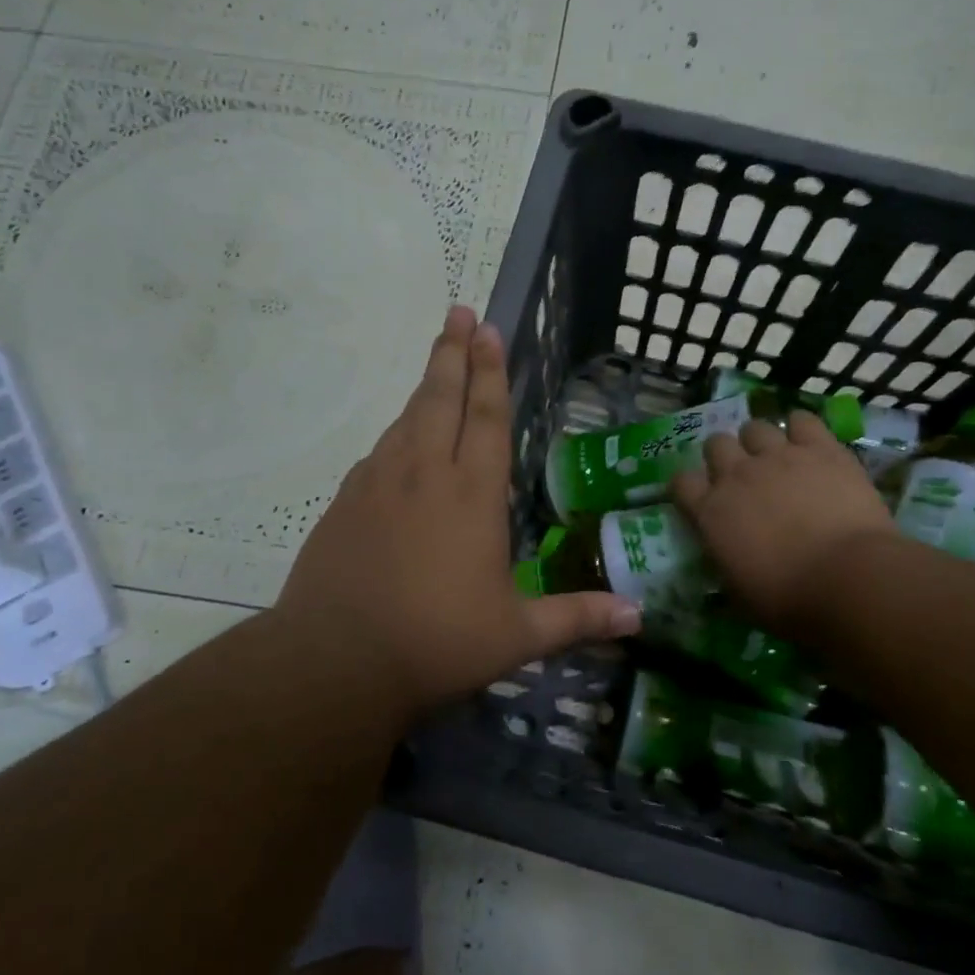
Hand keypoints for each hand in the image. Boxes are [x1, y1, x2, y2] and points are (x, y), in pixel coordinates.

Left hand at [274, 306, 640, 716]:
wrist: (335, 662)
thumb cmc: (436, 643)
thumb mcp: (517, 636)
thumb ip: (578, 617)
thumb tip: (639, 616)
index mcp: (471, 494)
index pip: (487, 417)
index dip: (490, 371)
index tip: (487, 328)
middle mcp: (424, 474)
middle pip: (440, 398)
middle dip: (453, 353)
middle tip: (458, 312)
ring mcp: (378, 485)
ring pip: (405, 420)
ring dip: (424, 387)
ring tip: (436, 363)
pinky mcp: (344, 504)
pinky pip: (378, 453)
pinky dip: (395, 434)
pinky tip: (397, 441)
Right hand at [670, 410, 899, 639]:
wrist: (847, 579)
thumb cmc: (787, 600)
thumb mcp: (738, 592)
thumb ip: (725, 561)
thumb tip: (726, 556)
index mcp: (710, 512)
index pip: (681, 482)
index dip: (690, 488)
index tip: (701, 498)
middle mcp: (737, 475)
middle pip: (716, 444)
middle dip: (725, 456)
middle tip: (743, 476)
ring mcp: (778, 456)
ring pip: (755, 427)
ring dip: (760, 441)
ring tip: (776, 458)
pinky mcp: (820, 448)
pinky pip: (803, 420)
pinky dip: (802, 428)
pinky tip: (809, 443)